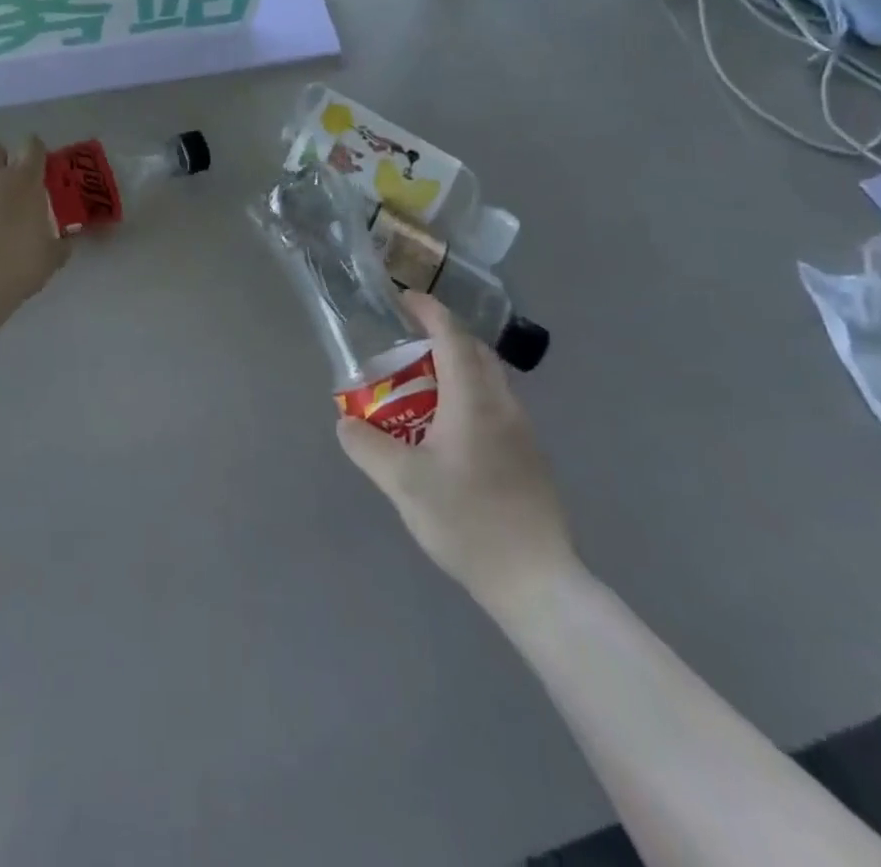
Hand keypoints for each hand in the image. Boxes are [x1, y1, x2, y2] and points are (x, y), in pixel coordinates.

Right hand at [338, 292, 577, 603]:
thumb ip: (367, 447)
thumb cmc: (467, 520)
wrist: (535, 580)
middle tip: (404, 348)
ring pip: (487, 379)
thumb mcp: (403, 484)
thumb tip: (344, 422)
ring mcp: (521, 430)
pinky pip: (494, 405)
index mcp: (474, 400)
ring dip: (455, 369)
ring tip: (420, 390)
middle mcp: (502, 404)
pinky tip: (446, 433)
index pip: (452, 336)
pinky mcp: (528, 455)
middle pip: (474, 352)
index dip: (428, 311)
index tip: (403, 299)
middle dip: (440, 337)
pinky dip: (467, 396)